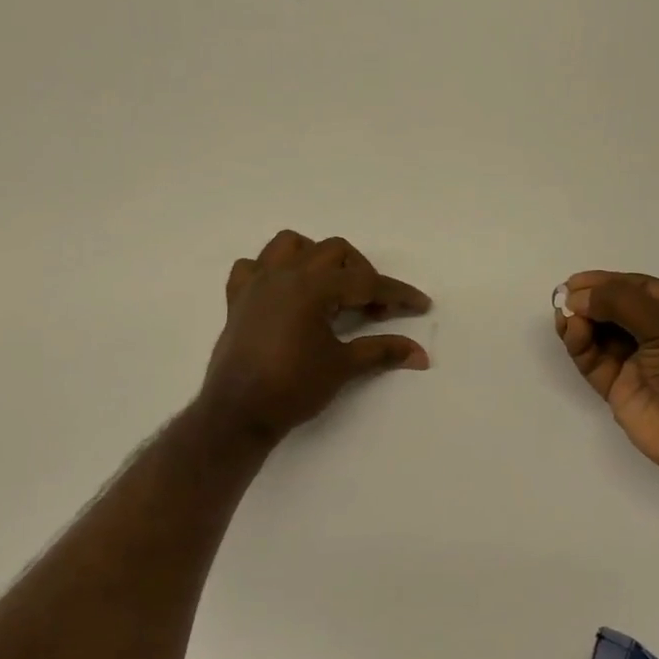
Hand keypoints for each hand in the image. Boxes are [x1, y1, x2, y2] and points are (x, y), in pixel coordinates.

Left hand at [199, 230, 430, 443]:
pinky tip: (286, 293)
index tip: (421, 305)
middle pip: (334, 251)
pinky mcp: (237, 299)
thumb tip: (421, 354)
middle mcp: (283, 274)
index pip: (365, 282)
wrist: (239, 412)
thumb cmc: (294, 388)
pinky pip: (253, 266)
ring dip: (317, 258)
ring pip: (290, 245)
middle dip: (362, 273)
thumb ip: (382, 351)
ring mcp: (256, 283)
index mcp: (312, 287)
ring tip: (331, 289)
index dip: (397, 293)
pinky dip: (272, 271)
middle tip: (376, 308)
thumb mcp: (343, 367)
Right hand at [555, 271, 658, 489]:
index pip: (636, 288)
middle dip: (588, 302)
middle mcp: (657, 334)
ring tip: (565, 318)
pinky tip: (573, 334)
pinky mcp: (619, 390)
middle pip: (613, 310)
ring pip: (599, 336)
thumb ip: (621, 304)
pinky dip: (580, 347)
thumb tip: (577, 295)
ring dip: (580, 323)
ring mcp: (637, 363)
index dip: (605, 282)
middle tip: (562, 300)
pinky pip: (593, 362)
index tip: (574, 282)